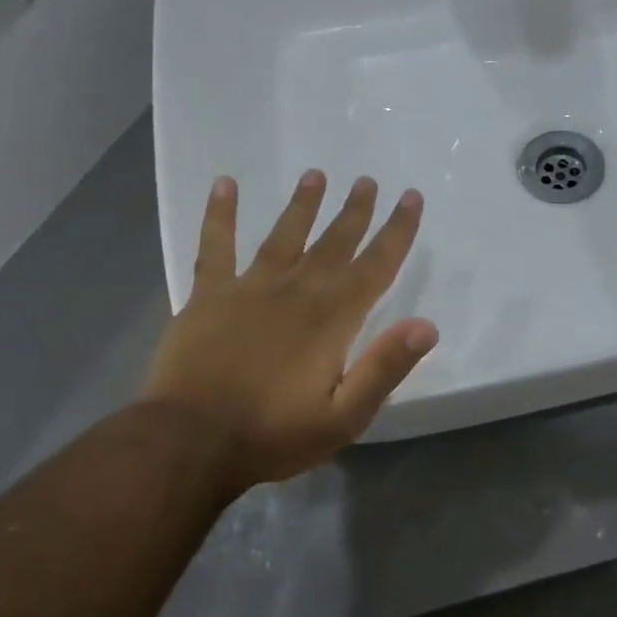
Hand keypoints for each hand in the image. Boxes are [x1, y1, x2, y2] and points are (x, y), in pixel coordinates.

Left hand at [141, 171, 438, 496]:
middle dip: (355, 212)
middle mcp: (296, 291)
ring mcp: (249, 288)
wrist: (189, 442)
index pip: (375, 266)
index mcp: (332, 319)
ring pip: (283, 236)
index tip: (410, 198)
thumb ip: (385, 368)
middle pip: (333, 243)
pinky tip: (224, 184)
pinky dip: (220, 214)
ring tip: (315, 175)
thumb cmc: (273, 434)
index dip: (397, 231)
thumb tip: (427, 326)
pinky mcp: (208, 296)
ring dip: (302, 205)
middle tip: (367, 181)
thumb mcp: (344, 417)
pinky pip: (216, 245)